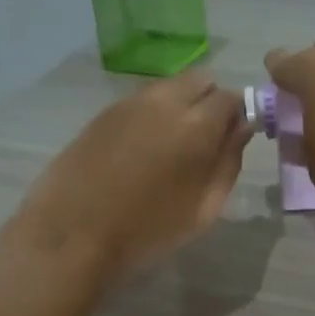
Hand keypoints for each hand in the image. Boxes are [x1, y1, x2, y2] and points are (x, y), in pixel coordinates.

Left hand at [6, 69, 246, 285]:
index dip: (237, 116)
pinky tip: (141, 151)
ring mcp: (128, 103)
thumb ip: (228, 163)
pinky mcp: (103, 113)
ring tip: (170, 148)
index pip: (231, 98)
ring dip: (180, 106)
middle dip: (209, 102)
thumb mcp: (203, 210)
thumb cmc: (147, 232)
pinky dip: (151, 115)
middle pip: (200, 80)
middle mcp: (164, 101)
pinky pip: (141, 101)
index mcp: (195, 125)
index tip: (232, 140)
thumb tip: (241, 129)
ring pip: (168, 88)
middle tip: (204, 142)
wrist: (73, 235)